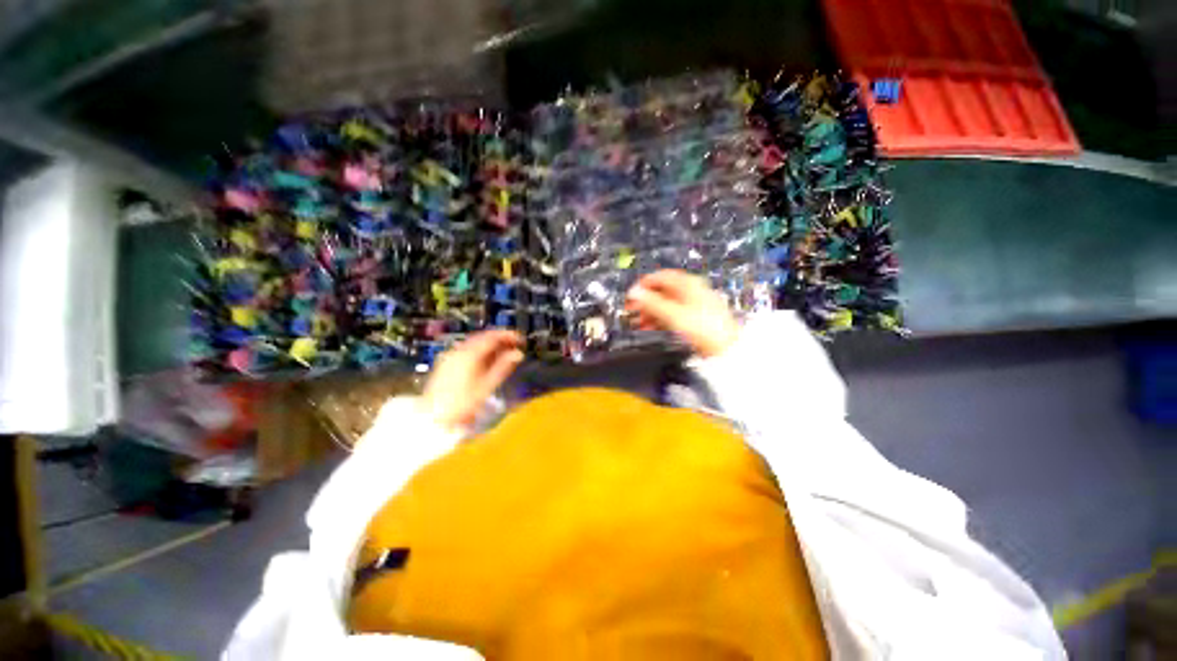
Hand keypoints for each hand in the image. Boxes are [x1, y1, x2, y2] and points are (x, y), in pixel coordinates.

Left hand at [419, 330, 523, 432]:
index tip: (520, 339)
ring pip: (474, 343)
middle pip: (483, 337)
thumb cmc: (463, 403)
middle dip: (500, 339)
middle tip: (515, 345)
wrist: (434, 417)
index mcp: (469, 353)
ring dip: (491, 344)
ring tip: (504, 352)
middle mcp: (458, 350)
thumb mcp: (487, 385)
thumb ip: (503, 366)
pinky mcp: (446, 362)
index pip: (492, 336)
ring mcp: (450, 355)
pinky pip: (467, 349)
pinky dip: (480, 350)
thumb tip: (518, 353)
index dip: (508, 335)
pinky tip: (488, 359)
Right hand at [625, 270, 740, 357]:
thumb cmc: (703, 327)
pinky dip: (660, 319)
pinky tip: (651, 327)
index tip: (630, 297)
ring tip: (639, 323)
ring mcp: (693, 303)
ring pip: (666, 303)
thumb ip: (651, 302)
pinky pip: (672, 313)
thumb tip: (633, 292)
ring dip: (650, 312)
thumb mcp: (673, 314)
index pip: (658, 277)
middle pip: (661, 291)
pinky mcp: (694, 317)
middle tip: (632, 311)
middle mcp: (690, 290)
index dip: (642, 286)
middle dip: (645, 301)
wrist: (726, 347)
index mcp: (687, 283)